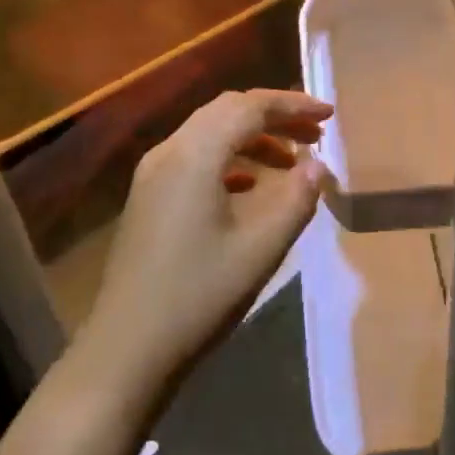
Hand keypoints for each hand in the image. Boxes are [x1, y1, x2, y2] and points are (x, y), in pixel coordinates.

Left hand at [71, 89, 331, 411]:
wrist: (126, 350)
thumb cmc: (199, 296)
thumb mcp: (261, 249)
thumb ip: (296, 199)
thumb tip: (318, 166)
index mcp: (195, 154)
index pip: (250, 107)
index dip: (293, 104)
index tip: (329, 116)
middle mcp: (170, 151)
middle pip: (228, 111)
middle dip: (275, 116)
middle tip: (315, 134)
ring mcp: (153, 173)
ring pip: (210, 132)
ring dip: (253, 137)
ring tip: (292, 162)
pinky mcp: (148, 196)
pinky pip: (195, 156)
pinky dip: (229, 158)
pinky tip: (250, 186)